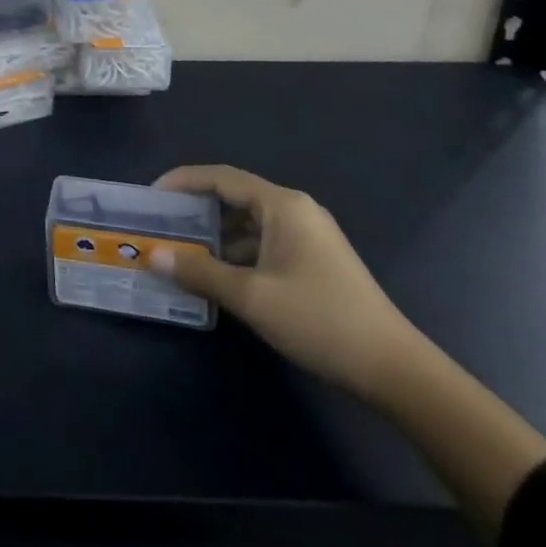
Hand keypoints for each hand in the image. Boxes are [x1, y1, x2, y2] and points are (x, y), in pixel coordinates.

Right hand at [149, 165, 420, 399]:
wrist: (394, 368)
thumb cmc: (318, 319)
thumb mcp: (252, 297)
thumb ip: (201, 273)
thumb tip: (155, 257)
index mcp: (281, 204)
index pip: (221, 177)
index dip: (183, 181)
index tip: (151, 196)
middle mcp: (295, 209)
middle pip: (235, 196)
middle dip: (196, 209)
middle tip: (162, 225)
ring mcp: (309, 235)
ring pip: (250, 222)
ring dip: (217, 235)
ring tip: (183, 252)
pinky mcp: (315, 259)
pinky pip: (265, 242)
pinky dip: (238, 252)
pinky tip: (220, 276)